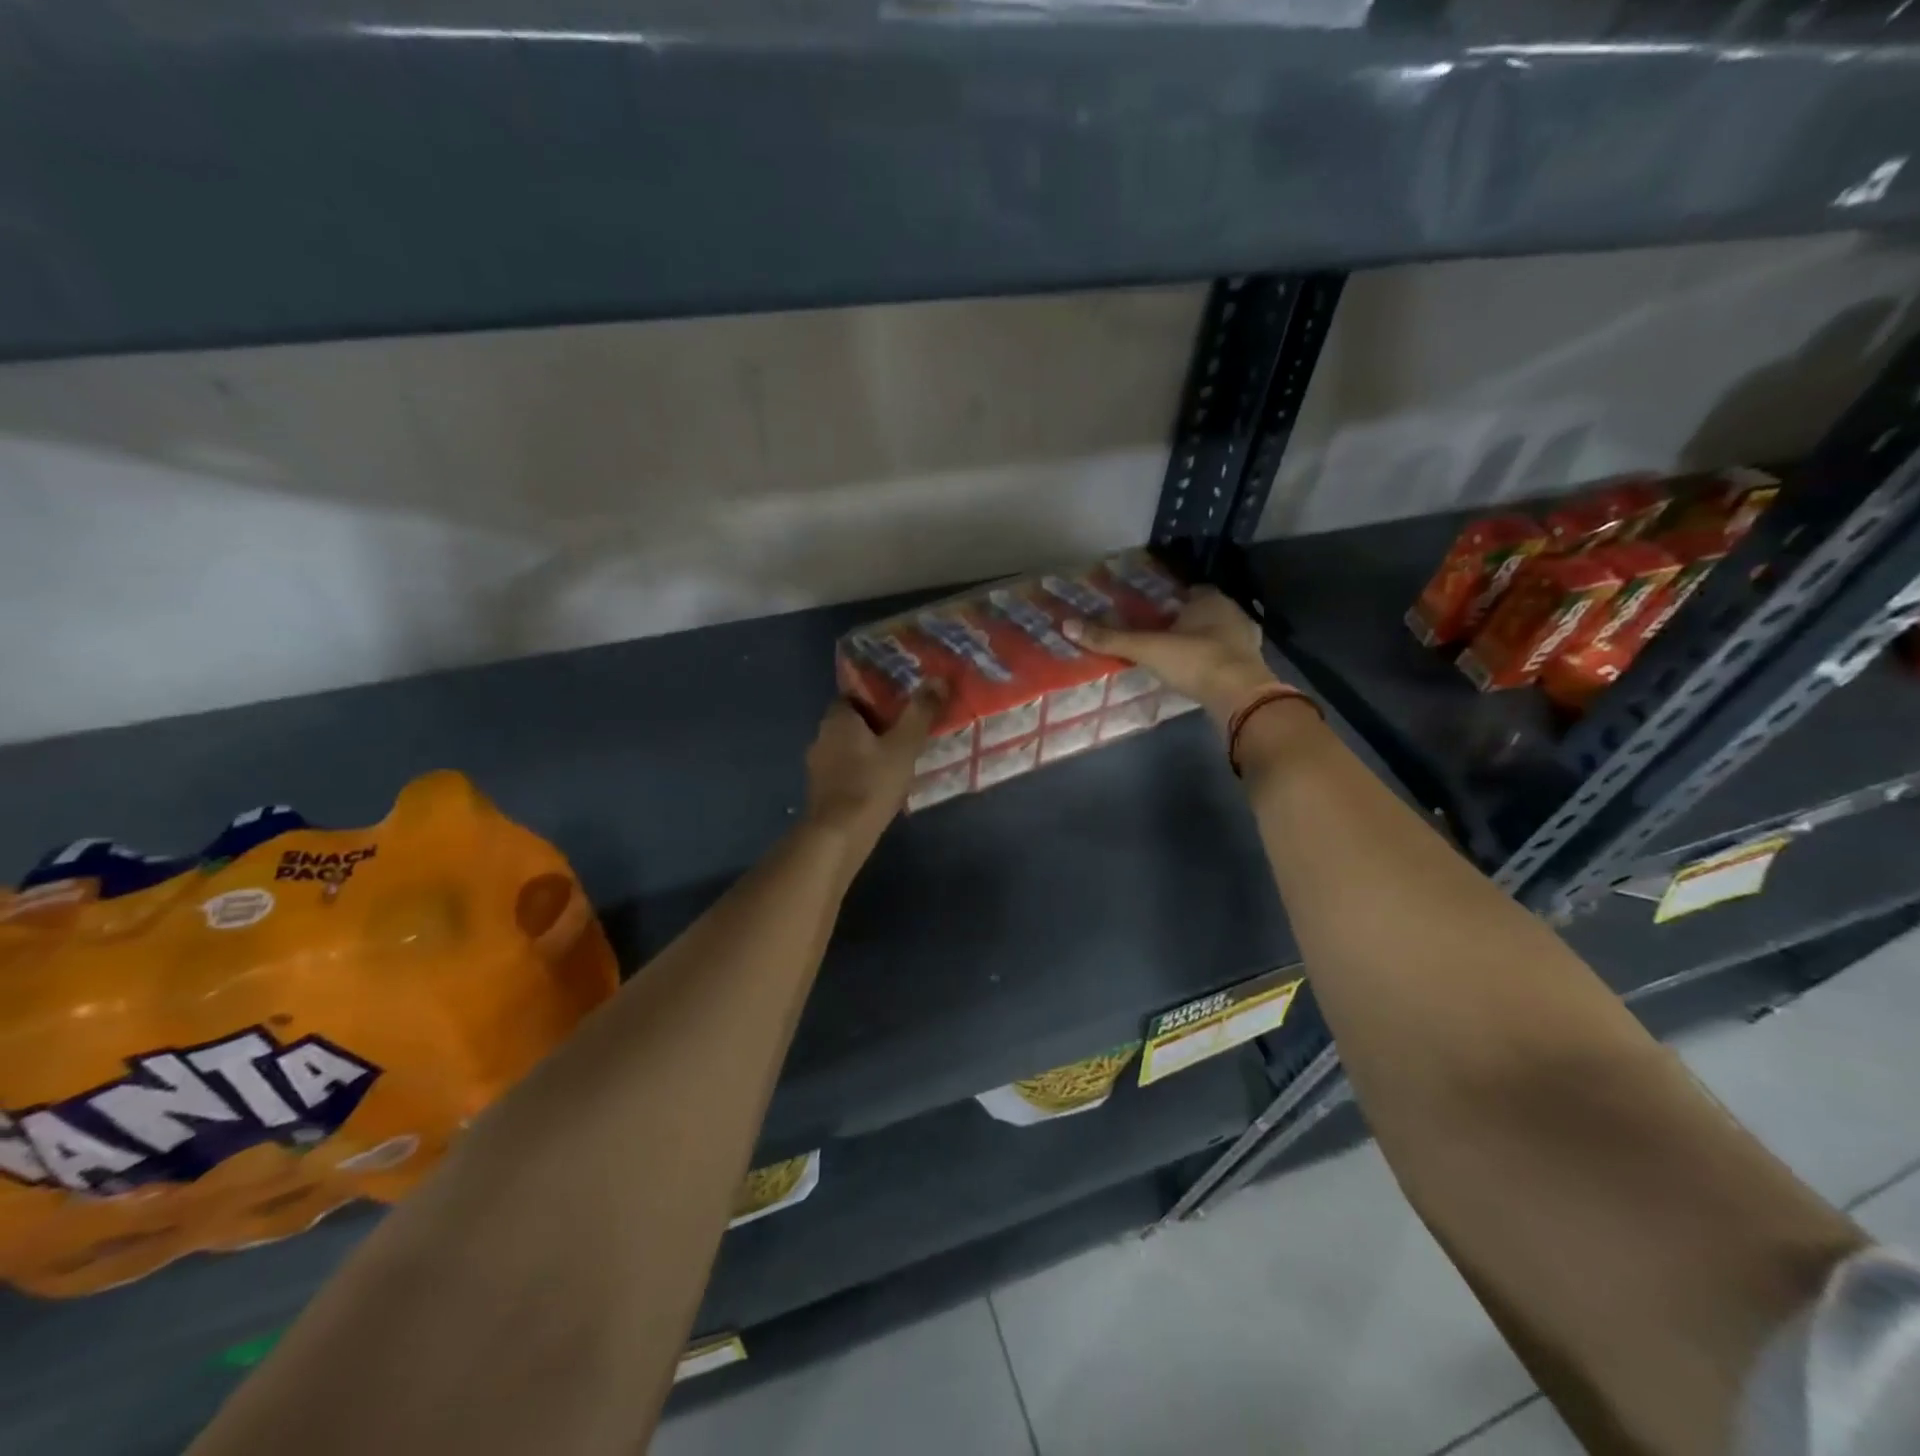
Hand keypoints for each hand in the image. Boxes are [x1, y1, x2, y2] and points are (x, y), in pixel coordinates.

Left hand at [802, 687, 942, 853]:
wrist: (839, 835)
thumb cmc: (871, 783)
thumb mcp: (904, 746)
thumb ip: (920, 713)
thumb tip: (938, 679)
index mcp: (837, 719)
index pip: (853, 695)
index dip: (876, 698)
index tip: (900, 705)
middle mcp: (821, 736)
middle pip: (851, 722)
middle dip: (875, 725)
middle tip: (904, 731)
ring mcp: (817, 766)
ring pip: (847, 748)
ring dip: (867, 751)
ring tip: (897, 759)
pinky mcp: (821, 791)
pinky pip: (844, 771)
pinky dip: (860, 772)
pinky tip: (879, 784)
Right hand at [1063, 587, 1275, 719]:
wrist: (1241, 698)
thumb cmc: (1195, 661)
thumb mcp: (1148, 648)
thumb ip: (1110, 638)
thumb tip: (1067, 625)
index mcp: (1211, 600)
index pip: (1190, 590)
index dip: (1171, 599)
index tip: (1152, 611)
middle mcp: (1232, 614)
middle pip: (1204, 612)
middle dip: (1185, 621)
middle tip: (1158, 634)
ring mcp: (1246, 642)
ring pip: (1217, 635)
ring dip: (1199, 642)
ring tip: (1173, 656)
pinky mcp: (1250, 668)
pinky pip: (1225, 658)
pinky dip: (1211, 663)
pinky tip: (1195, 674)